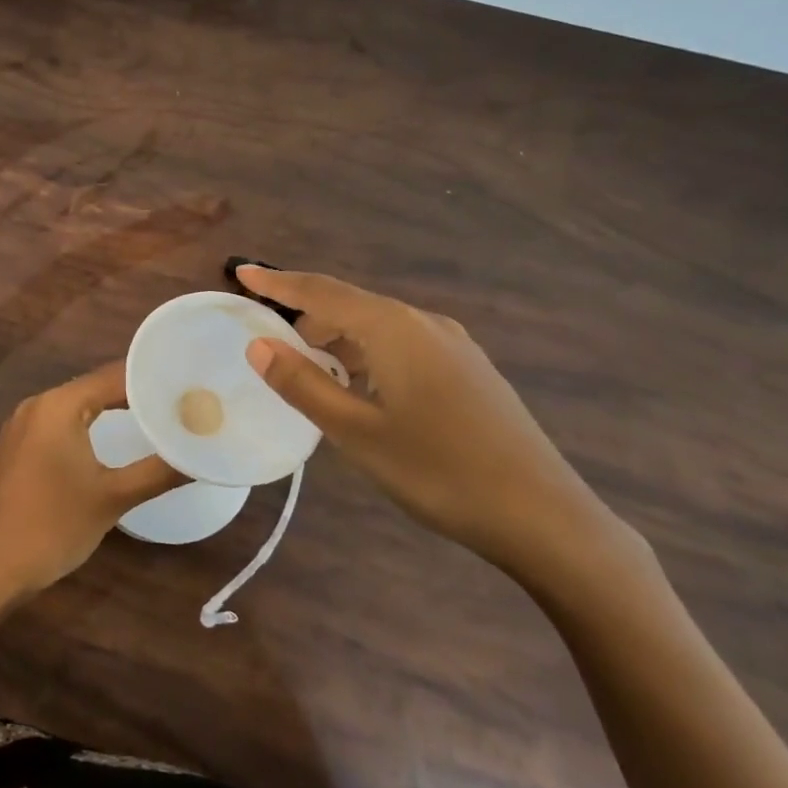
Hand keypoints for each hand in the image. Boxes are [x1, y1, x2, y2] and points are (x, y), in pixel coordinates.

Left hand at [0, 361, 184, 598]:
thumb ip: (158, 472)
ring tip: (154, 418)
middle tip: (178, 403)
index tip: (187, 386)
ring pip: (76, 408)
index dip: (152, 380)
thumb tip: (200, 456)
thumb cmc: (53, 526)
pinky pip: (58, 426)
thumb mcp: (112, 498)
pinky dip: (86, 427)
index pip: (114, 377)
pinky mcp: (15, 448)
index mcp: (58, 405)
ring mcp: (20, 426)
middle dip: (135, 395)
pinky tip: (108, 442)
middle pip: (94, 388)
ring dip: (111, 411)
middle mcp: (36, 405)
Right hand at [235, 264, 627, 582]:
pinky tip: (363, 392)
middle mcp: (425, 323)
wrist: (544, 516)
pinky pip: (403, 347)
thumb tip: (258, 345)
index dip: (279, 282)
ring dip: (339, 342)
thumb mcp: (357, 432)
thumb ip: (303, 384)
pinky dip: (369, 356)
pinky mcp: (469, 370)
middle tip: (272, 348)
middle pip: (351, 306)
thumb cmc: (439, 472)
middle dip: (307, 319)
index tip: (242, 271)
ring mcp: (454, 345)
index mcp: (394, 329)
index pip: (322, 292)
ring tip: (312, 376)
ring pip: (379, 328)